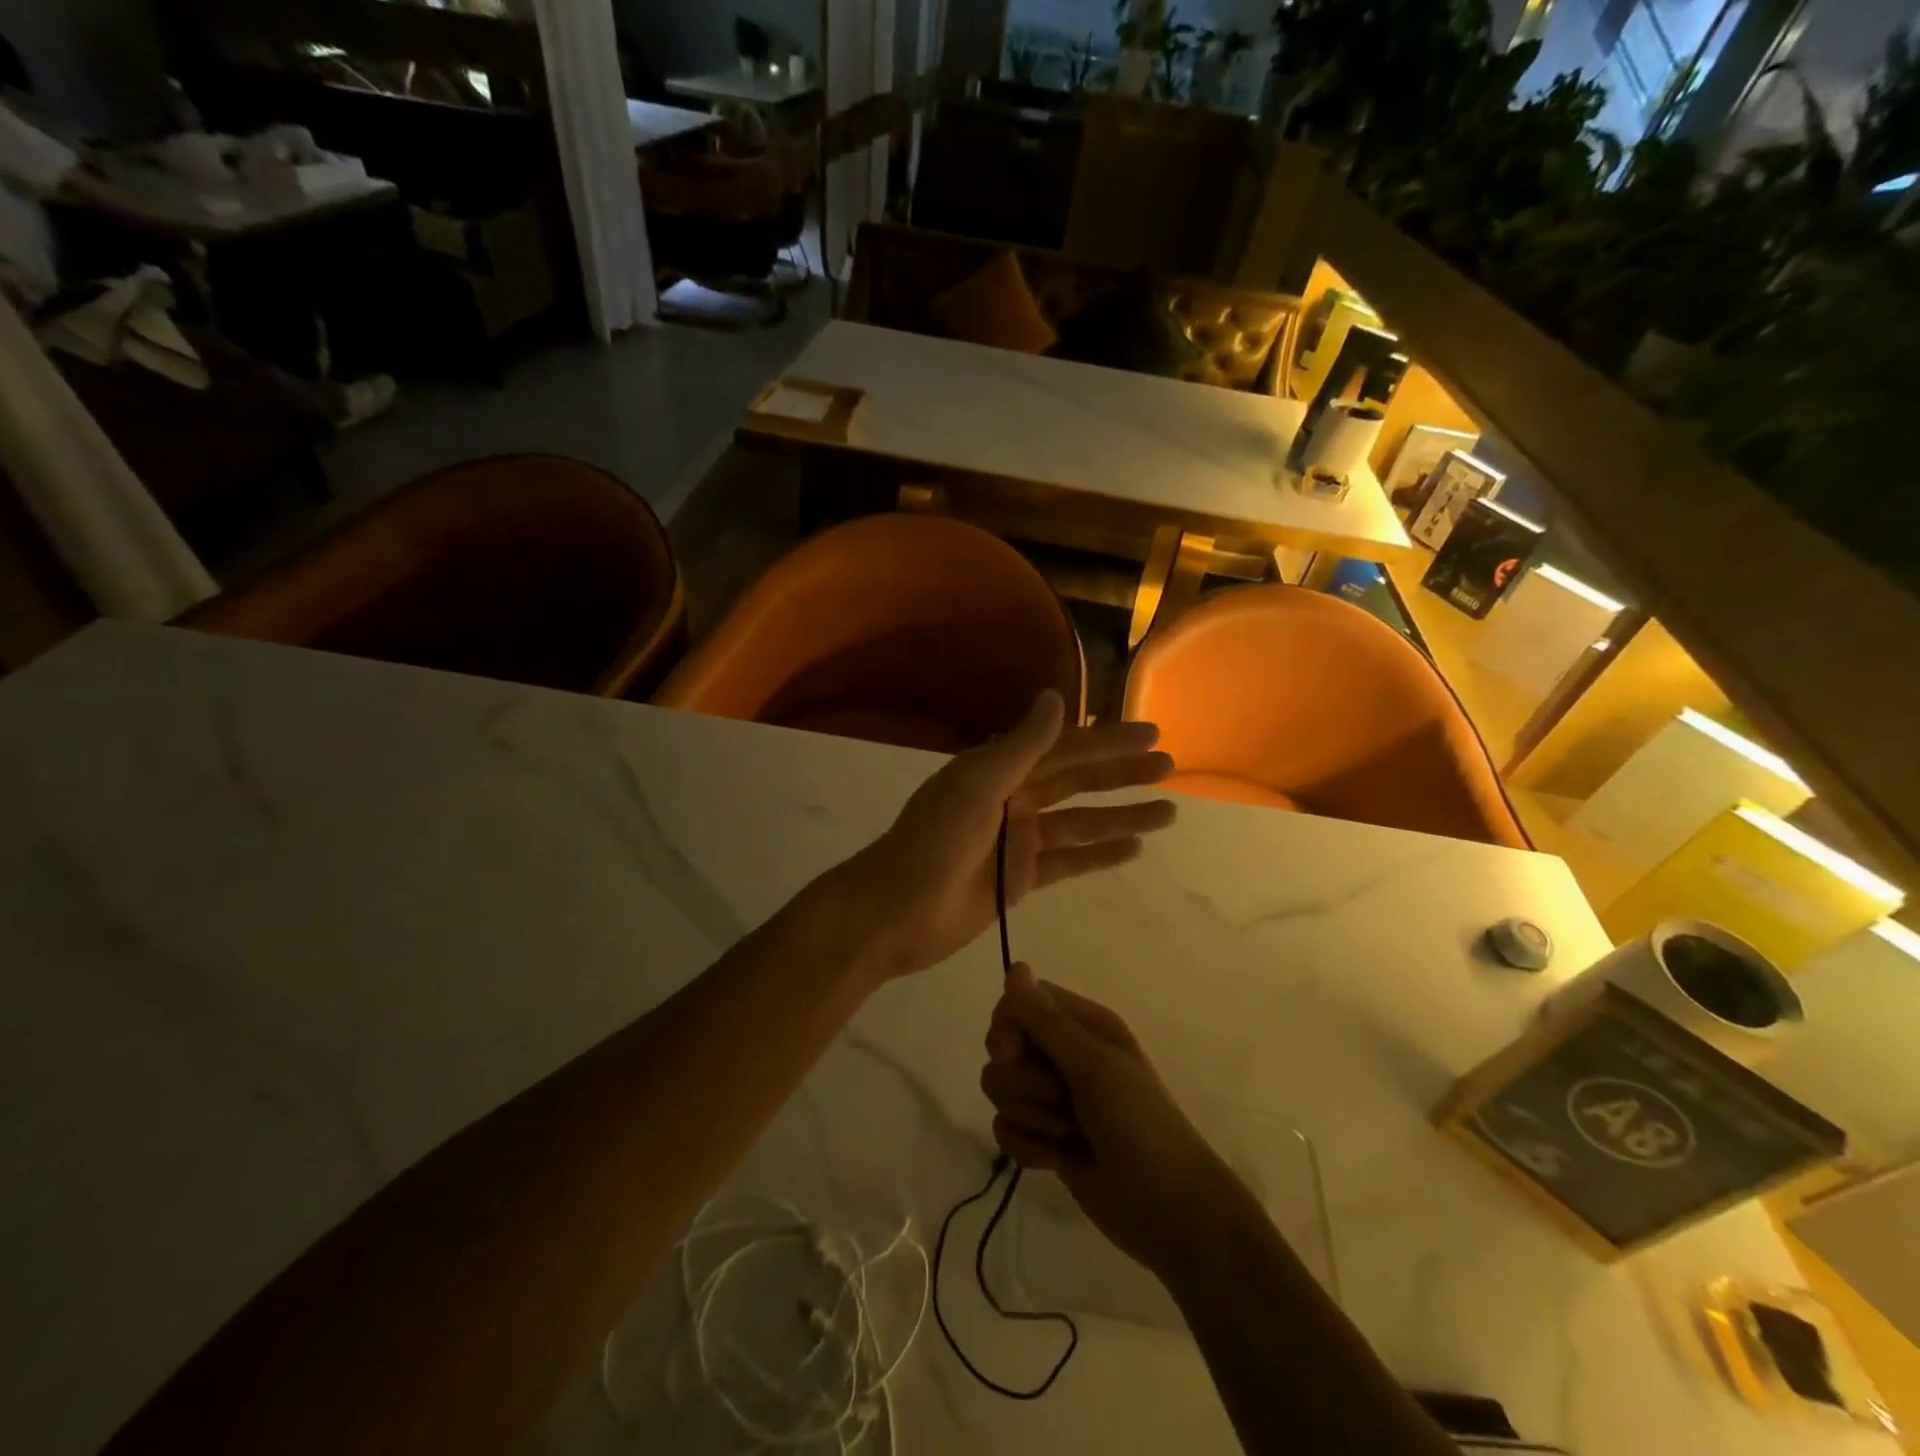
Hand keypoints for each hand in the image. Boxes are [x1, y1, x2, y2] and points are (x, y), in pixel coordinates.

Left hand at [830, 691, 1175, 980]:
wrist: (896, 911)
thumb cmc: (933, 842)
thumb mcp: (978, 786)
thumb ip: (1021, 747)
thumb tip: (1055, 697)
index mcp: (997, 771)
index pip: (1062, 748)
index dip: (1106, 740)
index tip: (1150, 733)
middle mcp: (1011, 799)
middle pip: (1076, 782)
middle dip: (1120, 774)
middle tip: (1169, 767)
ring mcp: (1017, 841)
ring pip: (1079, 823)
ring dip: (1121, 816)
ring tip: (1168, 812)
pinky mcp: (1021, 879)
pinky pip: (1069, 861)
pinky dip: (1099, 855)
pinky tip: (1134, 849)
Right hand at [980, 966, 1244, 1282]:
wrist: (1170, 1212)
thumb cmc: (1140, 1125)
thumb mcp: (1094, 1066)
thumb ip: (1046, 1021)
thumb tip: (1014, 967)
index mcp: (1083, 1025)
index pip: (1021, 1002)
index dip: (1008, 1026)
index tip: (1015, 1052)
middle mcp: (1065, 1054)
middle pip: (1003, 1046)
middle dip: (1021, 1079)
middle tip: (1059, 1098)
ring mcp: (1053, 1097)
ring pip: (1001, 1088)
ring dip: (1028, 1115)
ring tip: (1067, 1133)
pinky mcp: (1045, 1137)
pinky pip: (1005, 1128)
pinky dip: (1026, 1146)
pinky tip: (1054, 1160)